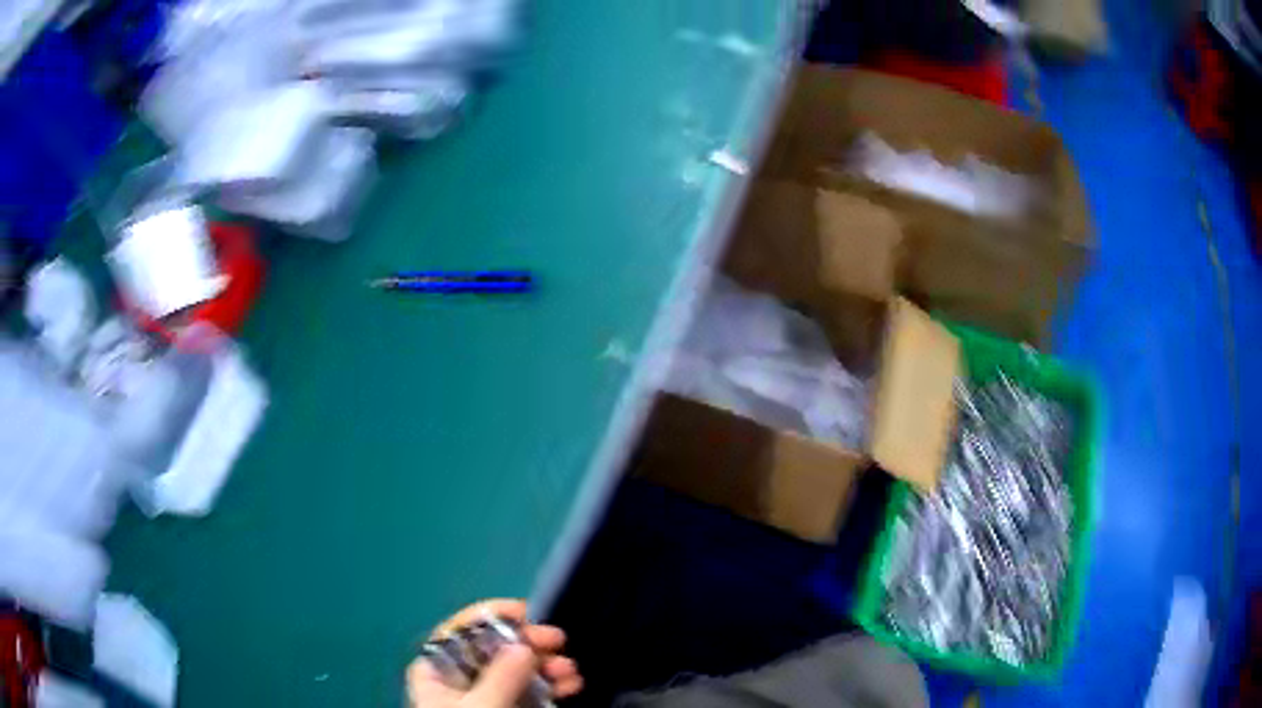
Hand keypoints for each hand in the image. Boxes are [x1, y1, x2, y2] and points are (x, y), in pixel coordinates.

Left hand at [406, 599, 582, 707]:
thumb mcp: (480, 707)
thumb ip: (501, 677)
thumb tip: (523, 645)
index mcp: (436, 669)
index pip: (460, 630)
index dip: (492, 615)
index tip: (528, 612)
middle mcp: (458, 678)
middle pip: (494, 648)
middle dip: (530, 644)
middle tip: (560, 642)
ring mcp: (483, 696)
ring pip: (516, 670)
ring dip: (547, 667)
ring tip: (572, 672)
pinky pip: (528, 691)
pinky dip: (549, 686)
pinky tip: (570, 686)